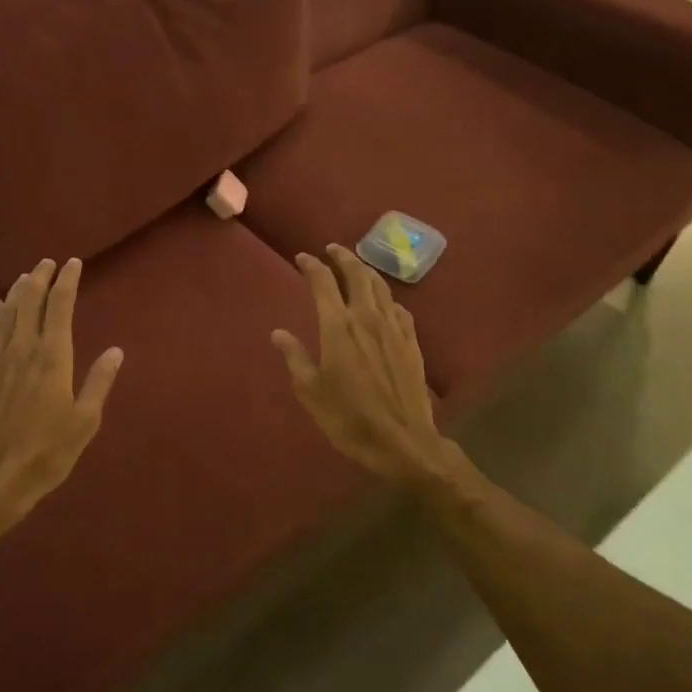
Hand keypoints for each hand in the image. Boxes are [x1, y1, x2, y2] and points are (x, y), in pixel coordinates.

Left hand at [0, 257, 123, 535]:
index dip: (66, 281)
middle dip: (40, 278)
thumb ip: (99, 382)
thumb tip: (116, 351)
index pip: (59, 306)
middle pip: (29, 301)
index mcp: (52, 357)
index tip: (73, 264)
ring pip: (6, 313)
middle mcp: (22, 349)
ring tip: (26, 277)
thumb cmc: (45, 454)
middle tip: (48, 263)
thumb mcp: (84, 422)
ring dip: (17, 291)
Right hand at [271, 245, 470, 491]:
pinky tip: (385, 302)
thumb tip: (278, 333)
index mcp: (338, 326)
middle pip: (357, 274)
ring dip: (366, 271)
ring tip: (356, 267)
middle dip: (343, 257)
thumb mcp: (311, 391)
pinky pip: (399, 309)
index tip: (302, 258)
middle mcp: (367, 318)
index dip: (311, 266)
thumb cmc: (349, 418)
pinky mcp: (412, 343)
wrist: (403, 442)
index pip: (323, 283)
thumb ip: (295, 357)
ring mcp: (394, 329)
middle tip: (332, 249)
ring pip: (381, 287)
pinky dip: (387, 297)